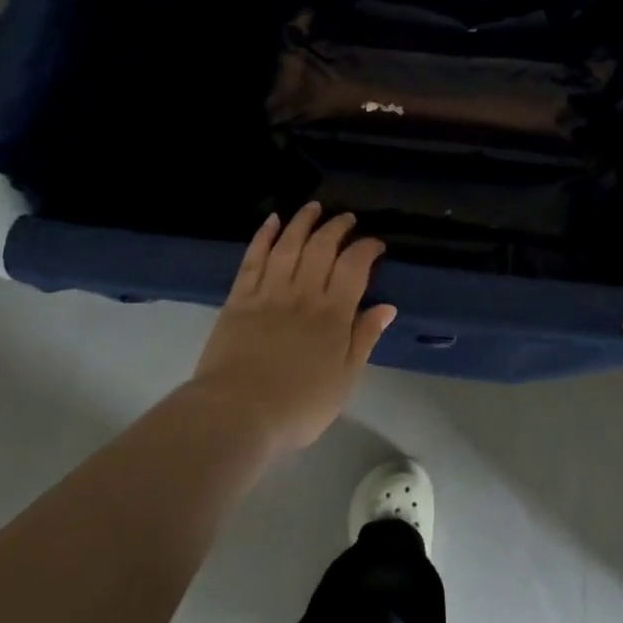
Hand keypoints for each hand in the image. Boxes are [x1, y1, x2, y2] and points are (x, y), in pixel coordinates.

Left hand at [191, 203, 396, 454]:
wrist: (236, 415)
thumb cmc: (297, 406)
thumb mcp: (343, 381)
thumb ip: (364, 339)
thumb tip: (386, 307)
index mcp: (333, 313)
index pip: (354, 266)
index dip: (367, 248)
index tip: (376, 245)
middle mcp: (303, 293)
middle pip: (322, 247)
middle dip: (337, 227)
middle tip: (347, 219)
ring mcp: (269, 292)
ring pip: (289, 244)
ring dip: (303, 222)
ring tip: (314, 207)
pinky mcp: (239, 297)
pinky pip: (254, 258)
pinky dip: (264, 236)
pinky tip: (272, 221)